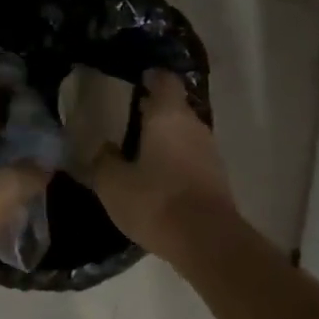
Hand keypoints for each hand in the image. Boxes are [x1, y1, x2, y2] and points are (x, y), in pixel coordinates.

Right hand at [82, 70, 237, 261]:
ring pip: (184, 134)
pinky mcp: (216, 178)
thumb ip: (103, 161)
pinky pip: (191, 158)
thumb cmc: (156, 200)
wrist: (206, 240)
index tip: (134, 81)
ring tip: (138, 150)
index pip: (164, 80)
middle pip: (174, 107)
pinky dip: (175, 161)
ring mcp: (209, 151)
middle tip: (127, 118)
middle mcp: (193, 125)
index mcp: (168, 115)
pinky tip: (157, 177)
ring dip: (165, 138)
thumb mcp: (113, 183)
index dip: (150, 77)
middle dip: (154, 110)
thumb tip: (102, 148)